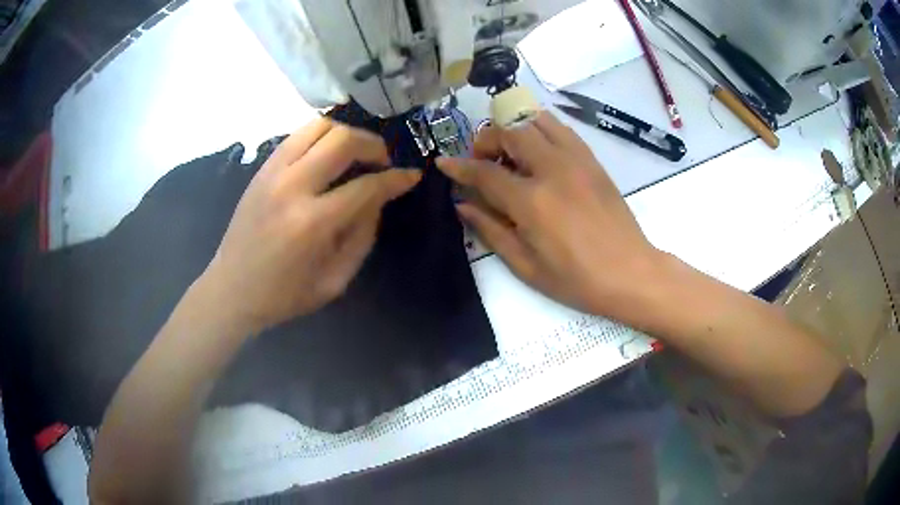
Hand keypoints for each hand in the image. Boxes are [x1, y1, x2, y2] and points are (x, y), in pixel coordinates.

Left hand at [201, 118, 420, 333]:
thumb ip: (362, 237)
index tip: (412, 175)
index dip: (396, 179)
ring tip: (357, 151)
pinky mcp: (262, 168)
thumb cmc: (284, 294)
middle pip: (343, 140)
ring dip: (347, 133)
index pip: (366, 186)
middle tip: (384, 160)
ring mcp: (273, 172)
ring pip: (319, 127)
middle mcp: (292, 187)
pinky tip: (328, 153)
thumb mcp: (334, 281)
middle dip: (374, 145)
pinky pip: (298, 135)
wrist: (231, 289)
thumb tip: (378, 199)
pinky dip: (321, 136)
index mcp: (312, 223)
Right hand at [437, 111, 658, 318]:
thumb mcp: (526, 265)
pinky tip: (537, 151)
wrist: (630, 273)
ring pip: (536, 120)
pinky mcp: (592, 160)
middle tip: (482, 162)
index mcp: (532, 201)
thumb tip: (462, 204)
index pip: (485, 171)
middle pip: (509, 131)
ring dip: (514, 129)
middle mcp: (552, 169)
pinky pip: (561, 129)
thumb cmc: (576, 279)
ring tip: (510, 153)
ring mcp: (576, 160)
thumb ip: (491, 230)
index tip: (443, 163)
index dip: (459, 166)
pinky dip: (540, 129)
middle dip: (486, 140)